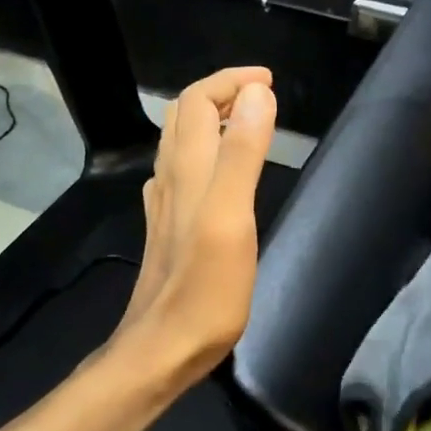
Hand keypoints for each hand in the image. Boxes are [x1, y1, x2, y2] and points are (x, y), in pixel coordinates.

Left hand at [111, 66, 277, 388]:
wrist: (162, 349)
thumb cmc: (205, 289)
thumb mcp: (231, 217)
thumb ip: (242, 154)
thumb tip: (257, 95)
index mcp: (187, 169)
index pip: (197, 100)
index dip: (230, 81)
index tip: (268, 82)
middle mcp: (170, 178)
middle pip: (183, 115)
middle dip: (219, 93)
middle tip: (260, 96)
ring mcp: (165, 205)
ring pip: (181, 143)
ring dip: (211, 120)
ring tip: (248, 123)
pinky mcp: (168, 229)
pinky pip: (182, 173)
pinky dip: (206, 153)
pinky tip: (219, 173)